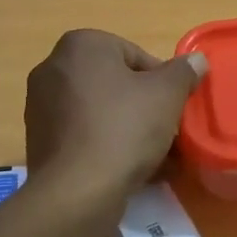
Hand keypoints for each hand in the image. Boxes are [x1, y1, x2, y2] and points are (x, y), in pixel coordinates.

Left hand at [24, 30, 205, 212]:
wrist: (76, 191)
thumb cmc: (124, 129)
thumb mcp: (167, 95)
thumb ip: (184, 72)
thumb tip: (196, 60)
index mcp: (81, 46)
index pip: (135, 54)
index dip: (162, 82)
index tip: (175, 108)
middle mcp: (53, 68)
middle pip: (115, 84)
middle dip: (144, 107)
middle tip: (168, 132)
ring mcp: (41, 107)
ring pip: (100, 112)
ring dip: (129, 130)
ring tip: (156, 158)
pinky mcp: (40, 141)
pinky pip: (84, 136)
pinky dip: (107, 147)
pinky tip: (131, 171)